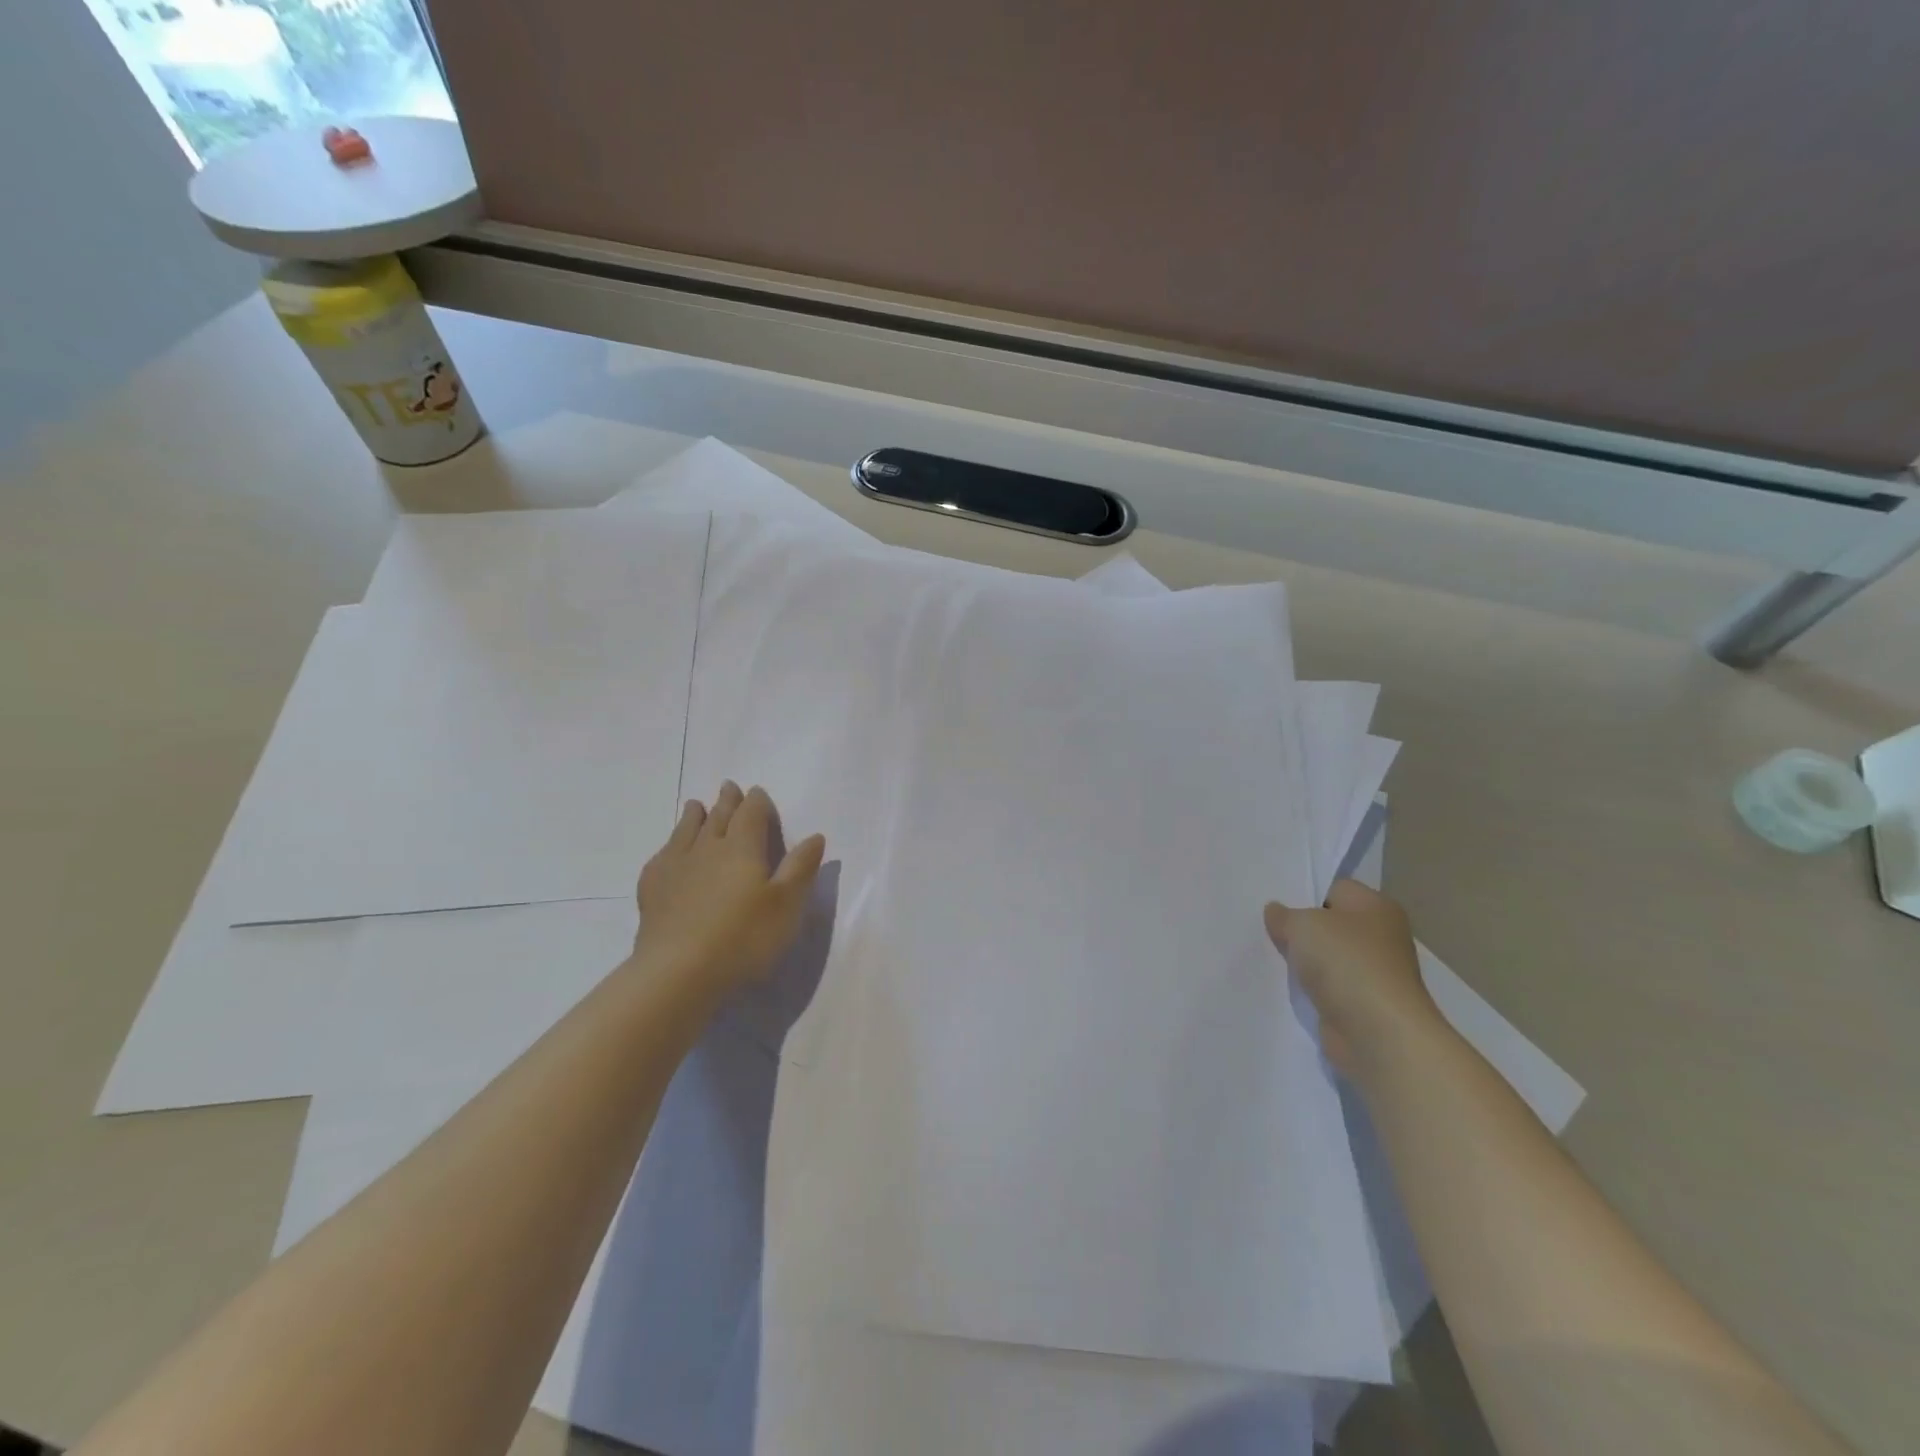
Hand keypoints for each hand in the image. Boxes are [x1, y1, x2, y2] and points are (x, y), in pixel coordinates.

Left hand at [634, 781, 826, 995]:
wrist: (678, 971)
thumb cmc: (743, 937)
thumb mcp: (786, 905)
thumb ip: (801, 867)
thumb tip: (815, 836)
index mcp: (742, 847)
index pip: (751, 813)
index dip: (757, 801)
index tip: (758, 793)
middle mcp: (707, 847)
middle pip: (719, 816)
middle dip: (727, 801)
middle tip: (729, 787)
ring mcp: (676, 866)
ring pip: (687, 830)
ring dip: (695, 815)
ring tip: (696, 805)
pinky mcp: (653, 888)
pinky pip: (663, 855)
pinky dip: (670, 845)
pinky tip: (669, 851)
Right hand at [1265, 880, 1442, 1073]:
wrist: (1378, 1033)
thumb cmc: (1346, 962)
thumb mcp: (1302, 924)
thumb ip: (1284, 915)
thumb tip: (1276, 912)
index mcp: (1376, 906)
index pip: (1334, 889)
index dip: (1304, 894)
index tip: (1275, 906)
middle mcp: (1381, 936)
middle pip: (1330, 923)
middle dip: (1301, 929)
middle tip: (1267, 929)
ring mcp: (1374, 972)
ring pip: (1328, 957)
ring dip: (1304, 961)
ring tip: (1272, 957)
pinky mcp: (1364, 1004)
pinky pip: (1329, 986)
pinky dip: (1311, 988)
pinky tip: (1288, 986)